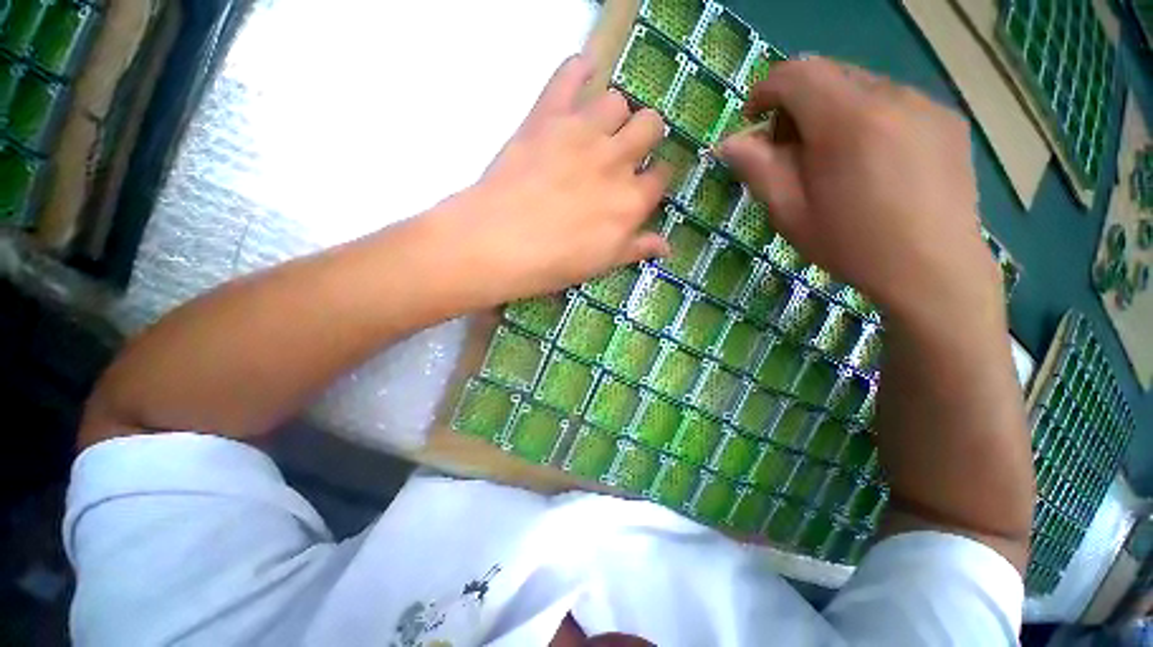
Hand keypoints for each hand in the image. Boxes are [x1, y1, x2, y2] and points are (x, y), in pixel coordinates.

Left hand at [446, 55, 670, 302]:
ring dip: (613, 113)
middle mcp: (616, 160)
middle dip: (645, 136)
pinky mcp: (548, 116)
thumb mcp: (602, 264)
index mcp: (631, 201)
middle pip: (650, 126)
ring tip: (598, 128)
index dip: (655, 178)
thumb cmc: (553, 263)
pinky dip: (577, 69)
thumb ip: (636, 248)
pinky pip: (569, 76)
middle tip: (626, 151)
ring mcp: (583, 133)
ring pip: (617, 101)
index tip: (644, 184)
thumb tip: (667, 247)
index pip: (662, 175)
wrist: (499, 244)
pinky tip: (582, 72)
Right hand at [718, 57, 999, 320]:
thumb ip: (758, 169)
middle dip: (797, 105)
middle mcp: (893, 96)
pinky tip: (870, 163)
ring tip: (832, 161)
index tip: (753, 120)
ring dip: (832, 113)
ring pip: (861, 87)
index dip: (765, 91)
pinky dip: (866, 119)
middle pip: (828, 75)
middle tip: (790, 152)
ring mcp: (926, 104)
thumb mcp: (790, 213)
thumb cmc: (852, 245)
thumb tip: (730, 142)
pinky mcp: (947, 118)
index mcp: (849, 121)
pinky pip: (893, 102)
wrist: (932, 271)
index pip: (797, 74)